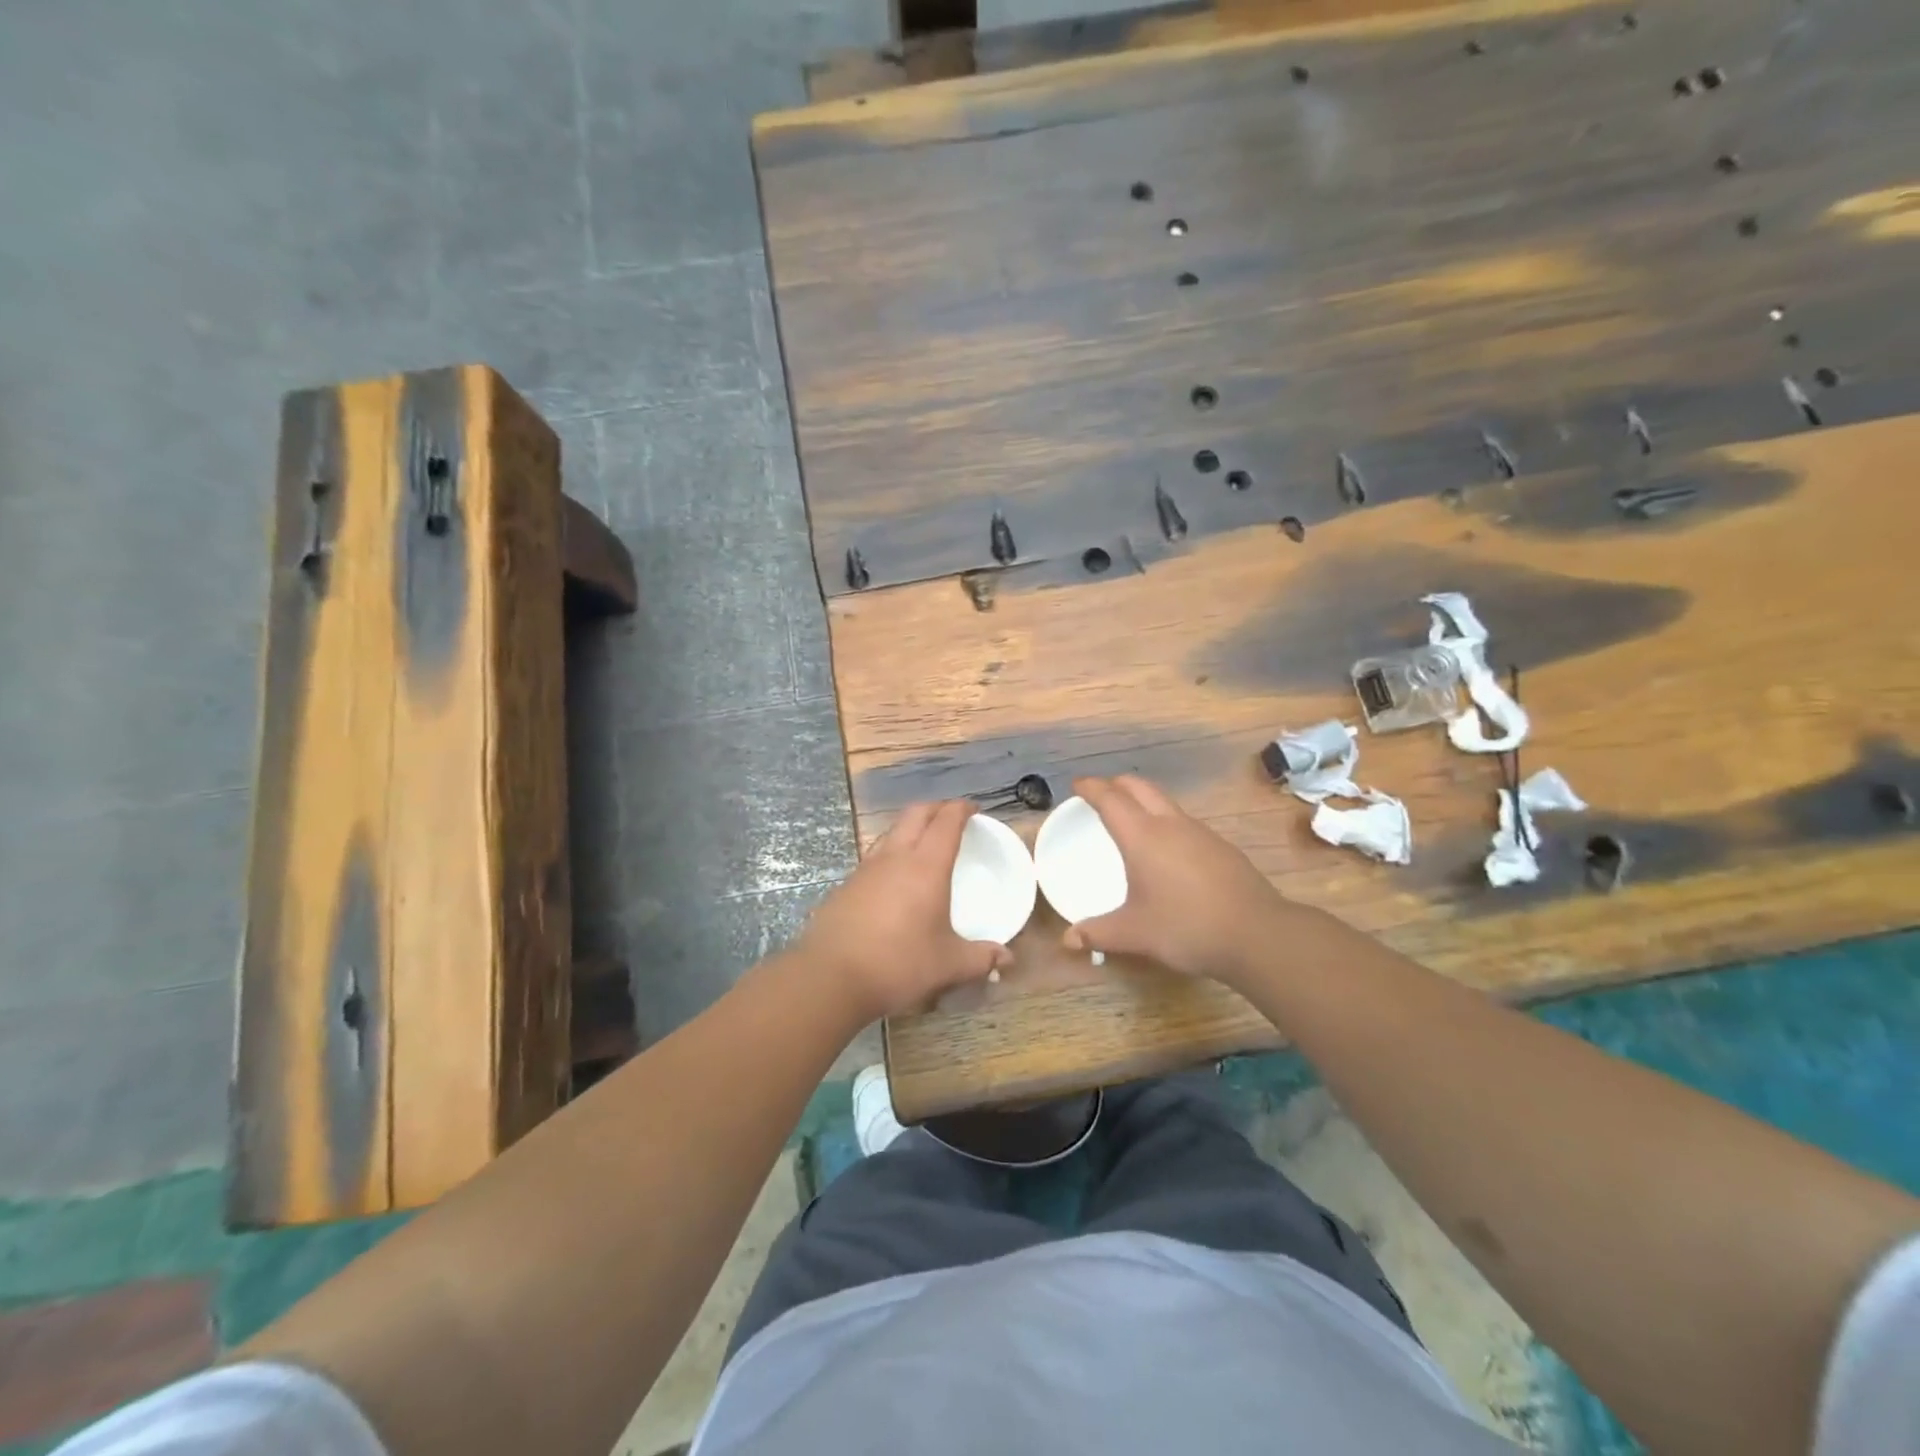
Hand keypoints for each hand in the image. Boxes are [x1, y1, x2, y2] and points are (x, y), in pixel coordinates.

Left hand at [794, 800, 1008, 1019]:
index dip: (961, 809)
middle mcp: (895, 858)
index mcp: (926, 866)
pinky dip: (889, 855)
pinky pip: (873, 857)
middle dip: (935, 808)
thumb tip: (1007, 959)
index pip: (946, 821)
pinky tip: (892, 880)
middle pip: (915, 814)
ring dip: (909, 828)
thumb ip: (980, 958)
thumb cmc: (899, 964)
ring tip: (922, 843)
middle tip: (950, 817)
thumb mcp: (948, 965)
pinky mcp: (845, 886)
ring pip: (891, 832)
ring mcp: (866, 869)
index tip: (973, 809)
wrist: (831, 976)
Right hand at [1062, 775, 1303, 985]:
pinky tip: (1168, 850)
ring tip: (1132, 820)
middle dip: (1117, 784)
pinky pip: (1185, 822)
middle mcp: (1171, 825)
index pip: (1111, 799)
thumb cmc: (1186, 927)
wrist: (1257, 935)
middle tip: (1101, 794)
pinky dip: (1166, 822)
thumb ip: (1099, 933)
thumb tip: (1069, 939)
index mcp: (1143, 836)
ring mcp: (1201, 833)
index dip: (1091, 788)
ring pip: (1166, 802)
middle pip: (1140, 787)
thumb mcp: (1135, 933)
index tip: (1077, 785)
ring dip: (1144, 801)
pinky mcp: (1222, 847)